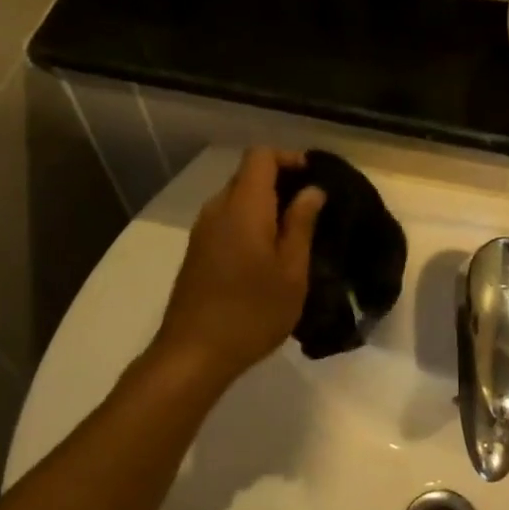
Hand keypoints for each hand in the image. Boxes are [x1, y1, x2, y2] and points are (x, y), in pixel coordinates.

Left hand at [151, 148, 324, 385]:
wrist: (194, 353)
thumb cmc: (252, 312)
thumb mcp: (291, 271)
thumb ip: (301, 225)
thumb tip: (312, 191)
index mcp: (243, 206)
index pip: (260, 156)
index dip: (288, 158)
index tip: (314, 178)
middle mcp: (217, 209)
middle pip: (247, 175)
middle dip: (280, 182)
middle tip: (311, 210)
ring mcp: (202, 232)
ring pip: (236, 199)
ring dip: (265, 206)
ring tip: (294, 234)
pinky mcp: (197, 252)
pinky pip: (226, 221)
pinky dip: (249, 223)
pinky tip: (268, 255)